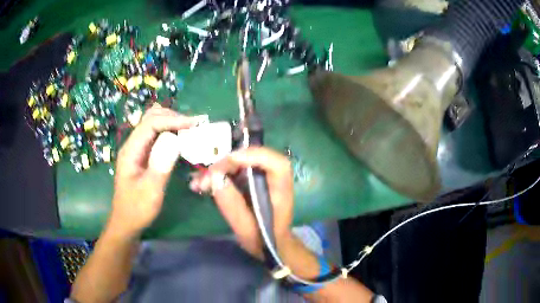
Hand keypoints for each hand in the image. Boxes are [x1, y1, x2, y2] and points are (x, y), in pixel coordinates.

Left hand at [108, 105, 202, 238]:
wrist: (126, 222)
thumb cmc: (137, 209)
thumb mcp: (150, 192)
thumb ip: (160, 166)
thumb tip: (175, 140)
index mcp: (131, 151)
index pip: (150, 124)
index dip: (172, 120)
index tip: (194, 124)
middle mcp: (132, 145)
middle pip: (150, 118)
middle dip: (172, 117)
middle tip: (194, 125)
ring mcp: (137, 149)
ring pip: (153, 124)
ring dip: (171, 122)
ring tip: (189, 128)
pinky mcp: (142, 155)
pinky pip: (155, 135)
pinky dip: (169, 131)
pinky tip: (179, 138)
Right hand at [189, 147, 293, 257]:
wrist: (269, 243)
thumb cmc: (262, 238)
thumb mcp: (246, 228)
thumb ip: (232, 205)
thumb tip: (215, 177)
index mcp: (281, 190)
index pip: (277, 164)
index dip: (255, 156)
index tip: (230, 160)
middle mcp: (274, 178)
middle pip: (253, 159)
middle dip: (226, 164)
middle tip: (204, 178)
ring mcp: (262, 176)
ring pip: (240, 162)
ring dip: (218, 169)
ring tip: (198, 183)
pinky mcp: (251, 179)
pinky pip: (234, 170)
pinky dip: (218, 174)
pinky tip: (200, 184)